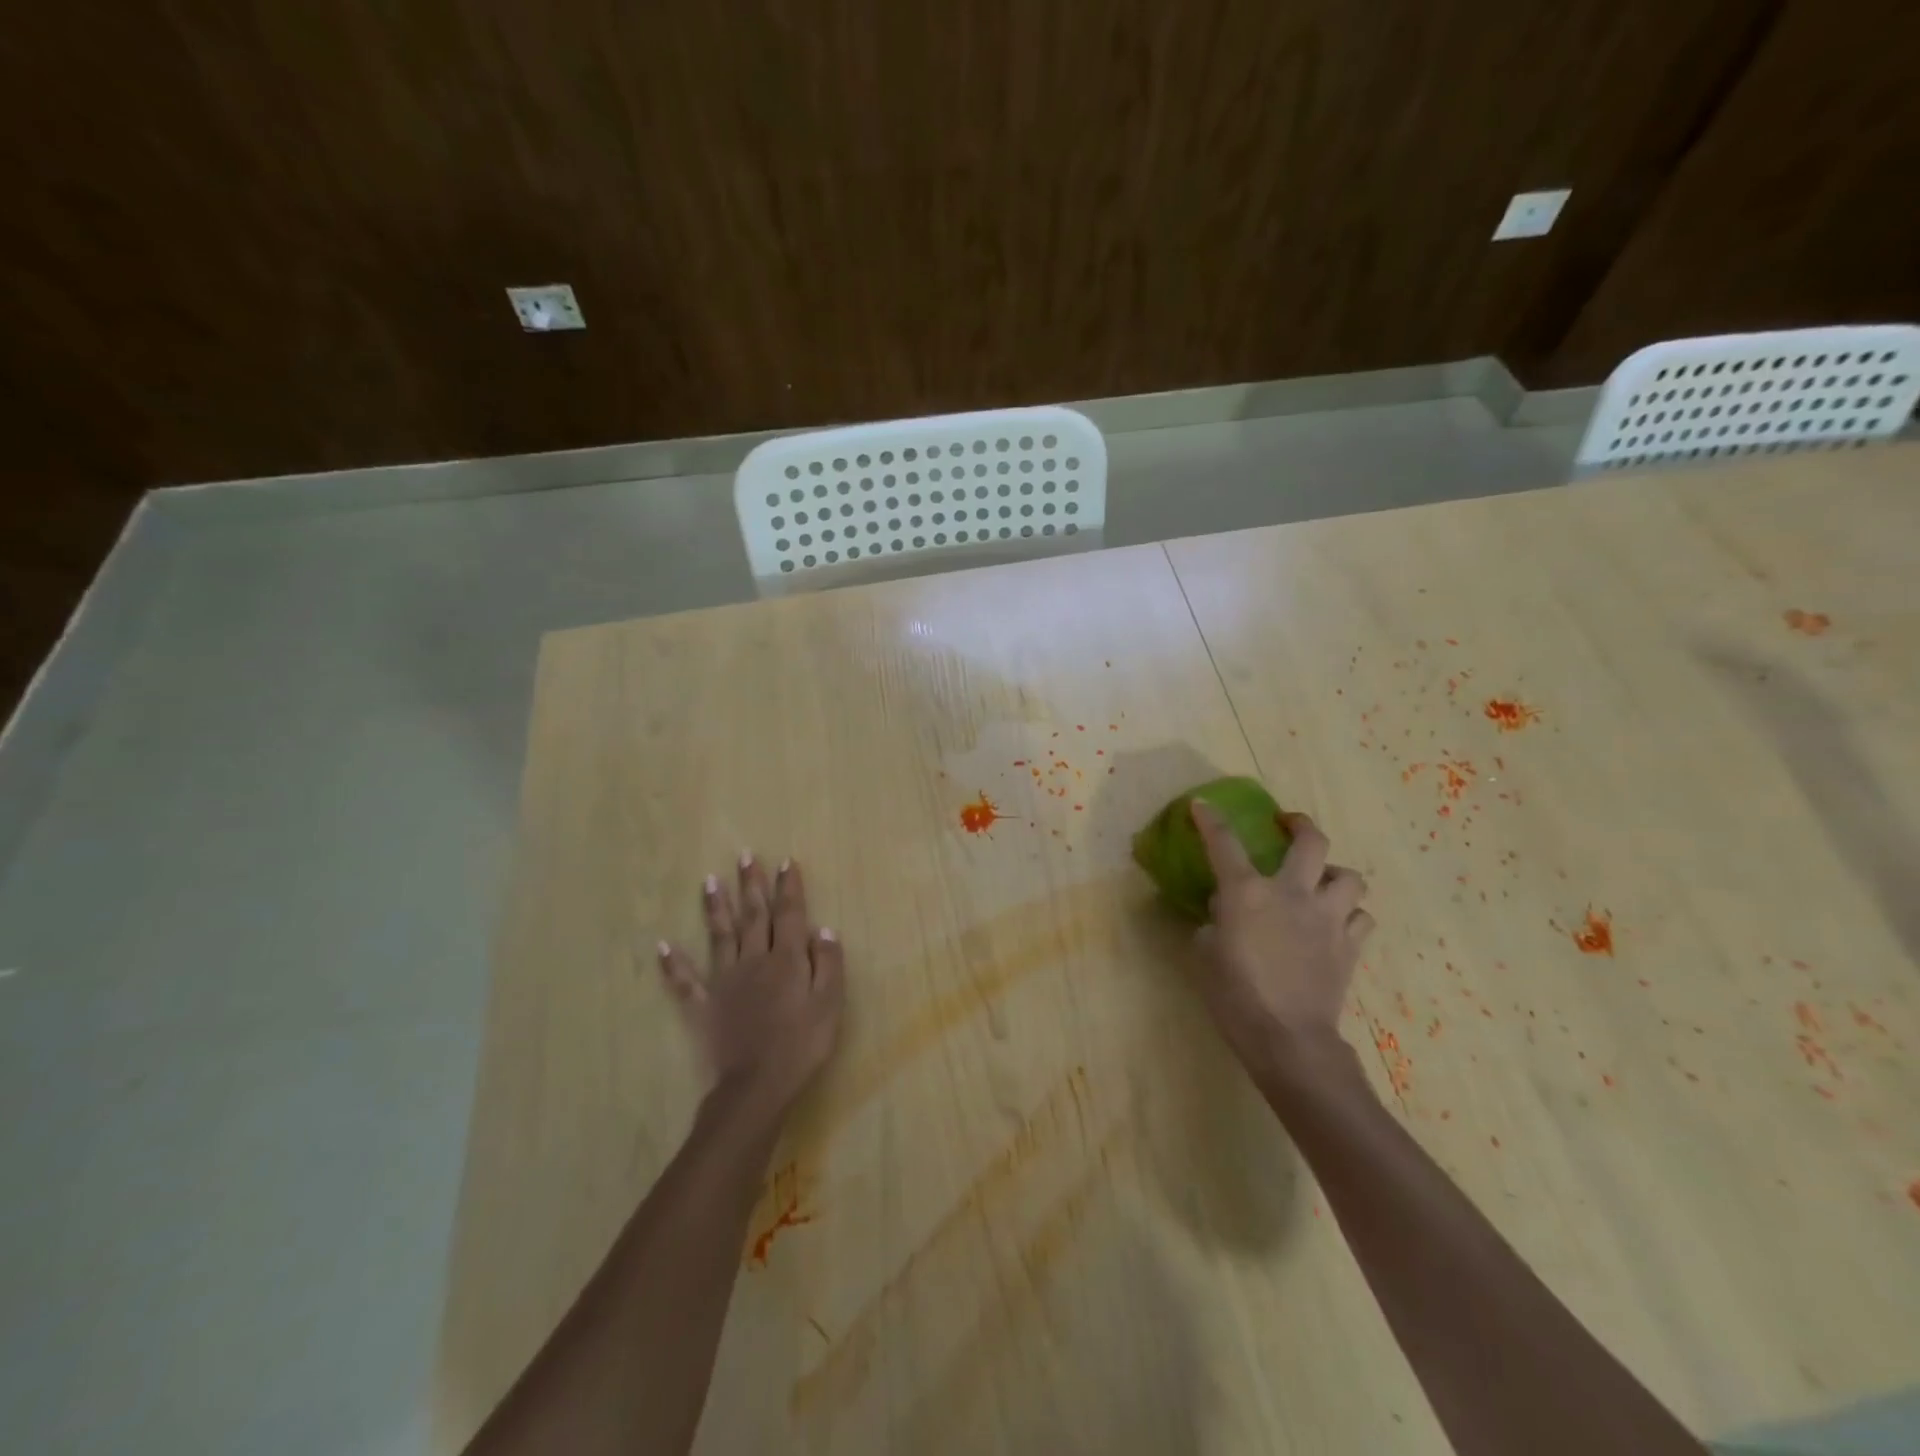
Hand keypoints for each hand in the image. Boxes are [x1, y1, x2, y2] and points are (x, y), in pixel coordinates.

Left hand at [658, 854, 845, 1118]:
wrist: (756, 1086)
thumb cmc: (801, 1045)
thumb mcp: (829, 1004)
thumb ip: (827, 963)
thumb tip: (822, 928)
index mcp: (786, 959)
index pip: (789, 914)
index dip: (788, 887)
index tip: (785, 861)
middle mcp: (753, 960)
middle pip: (753, 915)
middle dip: (751, 884)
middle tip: (745, 856)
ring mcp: (724, 981)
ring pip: (720, 935)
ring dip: (715, 907)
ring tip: (710, 881)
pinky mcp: (703, 1005)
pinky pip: (684, 981)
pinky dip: (672, 964)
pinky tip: (662, 946)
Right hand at [1188, 803, 1373, 1080]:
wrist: (1288, 1039)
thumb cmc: (1234, 995)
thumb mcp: (1204, 953)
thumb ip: (1213, 923)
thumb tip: (1224, 913)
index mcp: (1247, 893)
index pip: (1224, 843)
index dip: (1210, 820)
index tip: (1201, 806)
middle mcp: (1292, 894)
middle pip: (1311, 842)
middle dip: (1300, 824)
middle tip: (1288, 825)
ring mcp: (1328, 918)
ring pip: (1350, 878)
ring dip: (1335, 875)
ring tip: (1322, 883)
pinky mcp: (1350, 947)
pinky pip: (1362, 918)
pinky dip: (1351, 915)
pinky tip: (1336, 924)